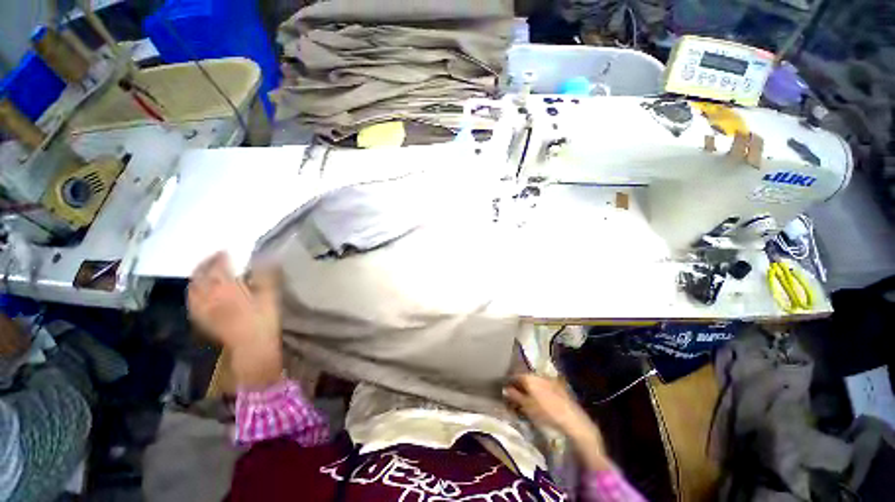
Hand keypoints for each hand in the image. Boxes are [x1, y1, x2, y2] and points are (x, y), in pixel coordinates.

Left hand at [188, 252, 282, 389]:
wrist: (252, 346)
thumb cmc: (263, 319)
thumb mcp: (270, 295)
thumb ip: (266, 275)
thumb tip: (266, 256)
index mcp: (225, 288)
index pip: (218, 266)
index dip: (220, 256)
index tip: (226, 250)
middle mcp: (209, 296)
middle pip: (200, 275)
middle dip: (205, 264)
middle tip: (213, 258)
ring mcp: (202, 309)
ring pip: (192, 288)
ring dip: (196, 277)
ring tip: (204, 272)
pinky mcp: (202, 319)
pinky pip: (191, 302)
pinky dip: (193, 292)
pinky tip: (198, 292)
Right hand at [505, 375, 610, 470]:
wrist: (572, 419)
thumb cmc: (546, 413)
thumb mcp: (527, 406)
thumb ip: (514, 396)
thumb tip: (505, 388)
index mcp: (529, 377)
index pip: (514, 376)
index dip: (509, 383)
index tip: (505, 390)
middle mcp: (538, 374)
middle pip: (524, 377)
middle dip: (519, 385)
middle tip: (515, 395)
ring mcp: (549, 379)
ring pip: (534, 380)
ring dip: (529, 387)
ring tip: (527, 398)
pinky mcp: (558, 385)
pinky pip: (543, 384)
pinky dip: (539, 389)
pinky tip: (540, 399)